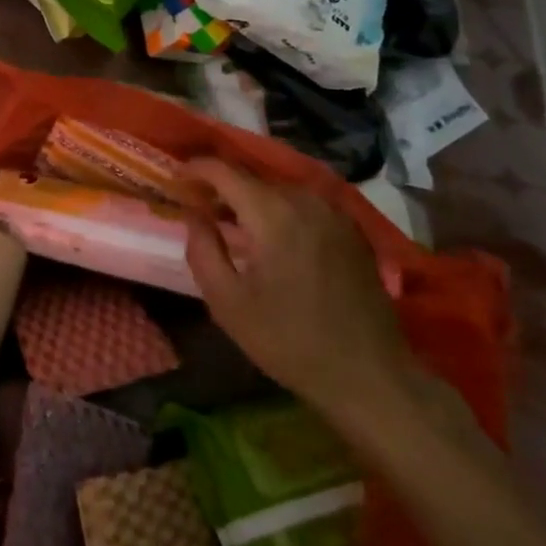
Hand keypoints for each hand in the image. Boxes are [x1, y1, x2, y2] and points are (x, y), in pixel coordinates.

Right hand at [181, 159, 421, 428]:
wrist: (370, 376)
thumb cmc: (289, 341)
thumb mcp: (227, 302)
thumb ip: (202, 249)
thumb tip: (194, 213)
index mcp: (272, 213)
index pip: (224, 171)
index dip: (194, 169)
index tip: (175, 180)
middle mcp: (305, 200)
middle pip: (252, 178)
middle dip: (222, 187)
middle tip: (200, 208)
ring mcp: (334, 213)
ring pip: (279, 190)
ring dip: (252, 199)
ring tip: (234, 224)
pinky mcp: (352, 230)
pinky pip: (304, 205)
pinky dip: (281, 210)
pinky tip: (274, 238)